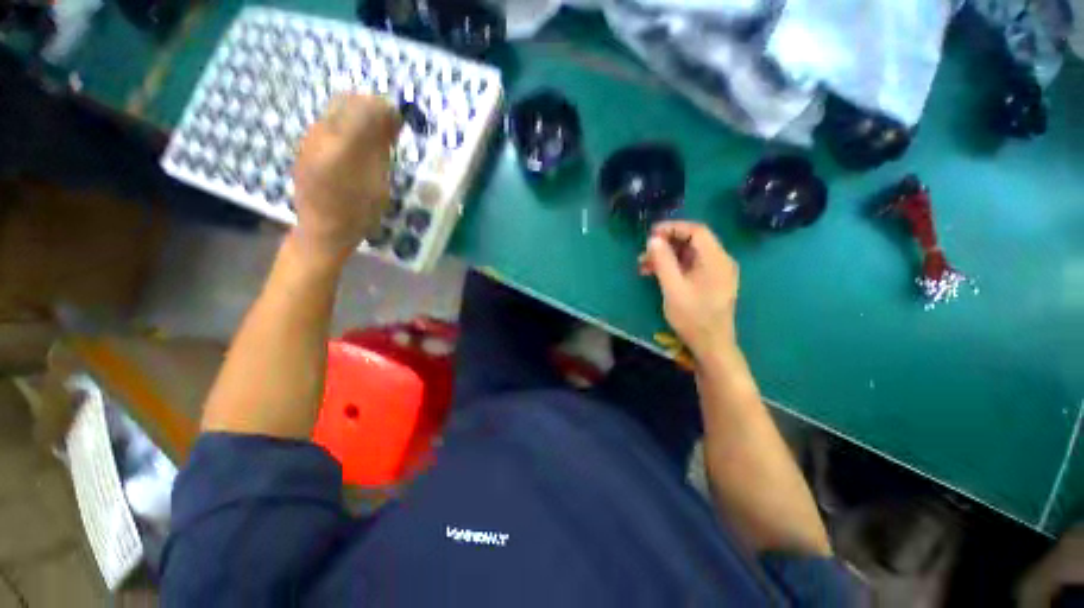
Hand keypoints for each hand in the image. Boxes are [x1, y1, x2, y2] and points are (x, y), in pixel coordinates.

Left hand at [292, 94, 401, 262]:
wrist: (322, 230)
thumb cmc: (357, 212)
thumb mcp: (379, 183)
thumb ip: (382, 148)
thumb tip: (391, 121)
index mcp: (343, 144)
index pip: (366, 108)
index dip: (385, 109)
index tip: (400, 122)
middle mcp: (322, 133)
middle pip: (348, 101)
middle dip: (371, 107)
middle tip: (388, 127)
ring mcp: (310, 138)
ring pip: (336, 109)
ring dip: (358, 115)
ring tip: (374, 136)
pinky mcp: (305, 145)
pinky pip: (328, 122)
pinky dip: (346, 125)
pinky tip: (356, 146)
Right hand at [638, 221, 739, 358]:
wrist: (711, 345)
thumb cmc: (692, 317)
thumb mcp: (673, 288)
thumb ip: (663, 261)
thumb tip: (654, 239)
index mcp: (716, 259)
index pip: (696, 230)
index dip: (673, 228)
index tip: (651, 234)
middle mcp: (720, 261)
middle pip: (692, 241)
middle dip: (666, 244)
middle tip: (644, 253)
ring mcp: (716, 272)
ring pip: (689, 254)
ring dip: (666, 257)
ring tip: (644, 266)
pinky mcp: (710, 282)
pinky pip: (691, 266)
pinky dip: (673, 267)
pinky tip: (656, 274)